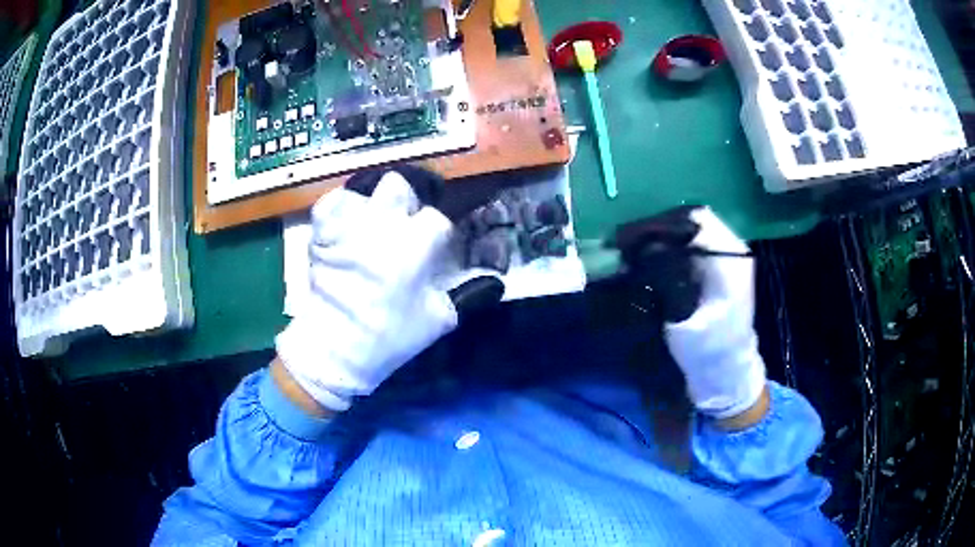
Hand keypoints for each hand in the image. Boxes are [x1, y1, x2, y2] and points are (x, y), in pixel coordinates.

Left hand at [275, 172, 457, 411]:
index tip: (434, 246)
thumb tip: (493, 283)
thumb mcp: (439, 320)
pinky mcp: (323, 232)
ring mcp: (349, 225)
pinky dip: (340, 207)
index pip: (437, 218)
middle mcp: (383, 225)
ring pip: (365, 188)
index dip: (438, 232)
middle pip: (400, 186)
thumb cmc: (391, 336)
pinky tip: (346, 222)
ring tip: (371, 222)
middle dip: (406, 201)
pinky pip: (331, 200)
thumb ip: (469, 295)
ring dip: (372, 203)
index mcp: (415, 246)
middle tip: (404, 222)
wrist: (337, 348)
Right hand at [618, 207, 766, 422]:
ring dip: (661, 242)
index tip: (632, 239)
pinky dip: (668, 252)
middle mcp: (731, 251)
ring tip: (633, 255)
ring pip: (689, 235)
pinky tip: (650, 265)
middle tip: (626, 247)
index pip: (694, 220)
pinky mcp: (718, 272)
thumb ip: (669, 278)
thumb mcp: (686, 317)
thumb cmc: (709, 350)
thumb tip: (646, 248)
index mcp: (730, 257)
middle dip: (657, 232)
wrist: (726, 374)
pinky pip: (691, 249)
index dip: (661, 224)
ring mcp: (726, 261)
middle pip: (690, 224)